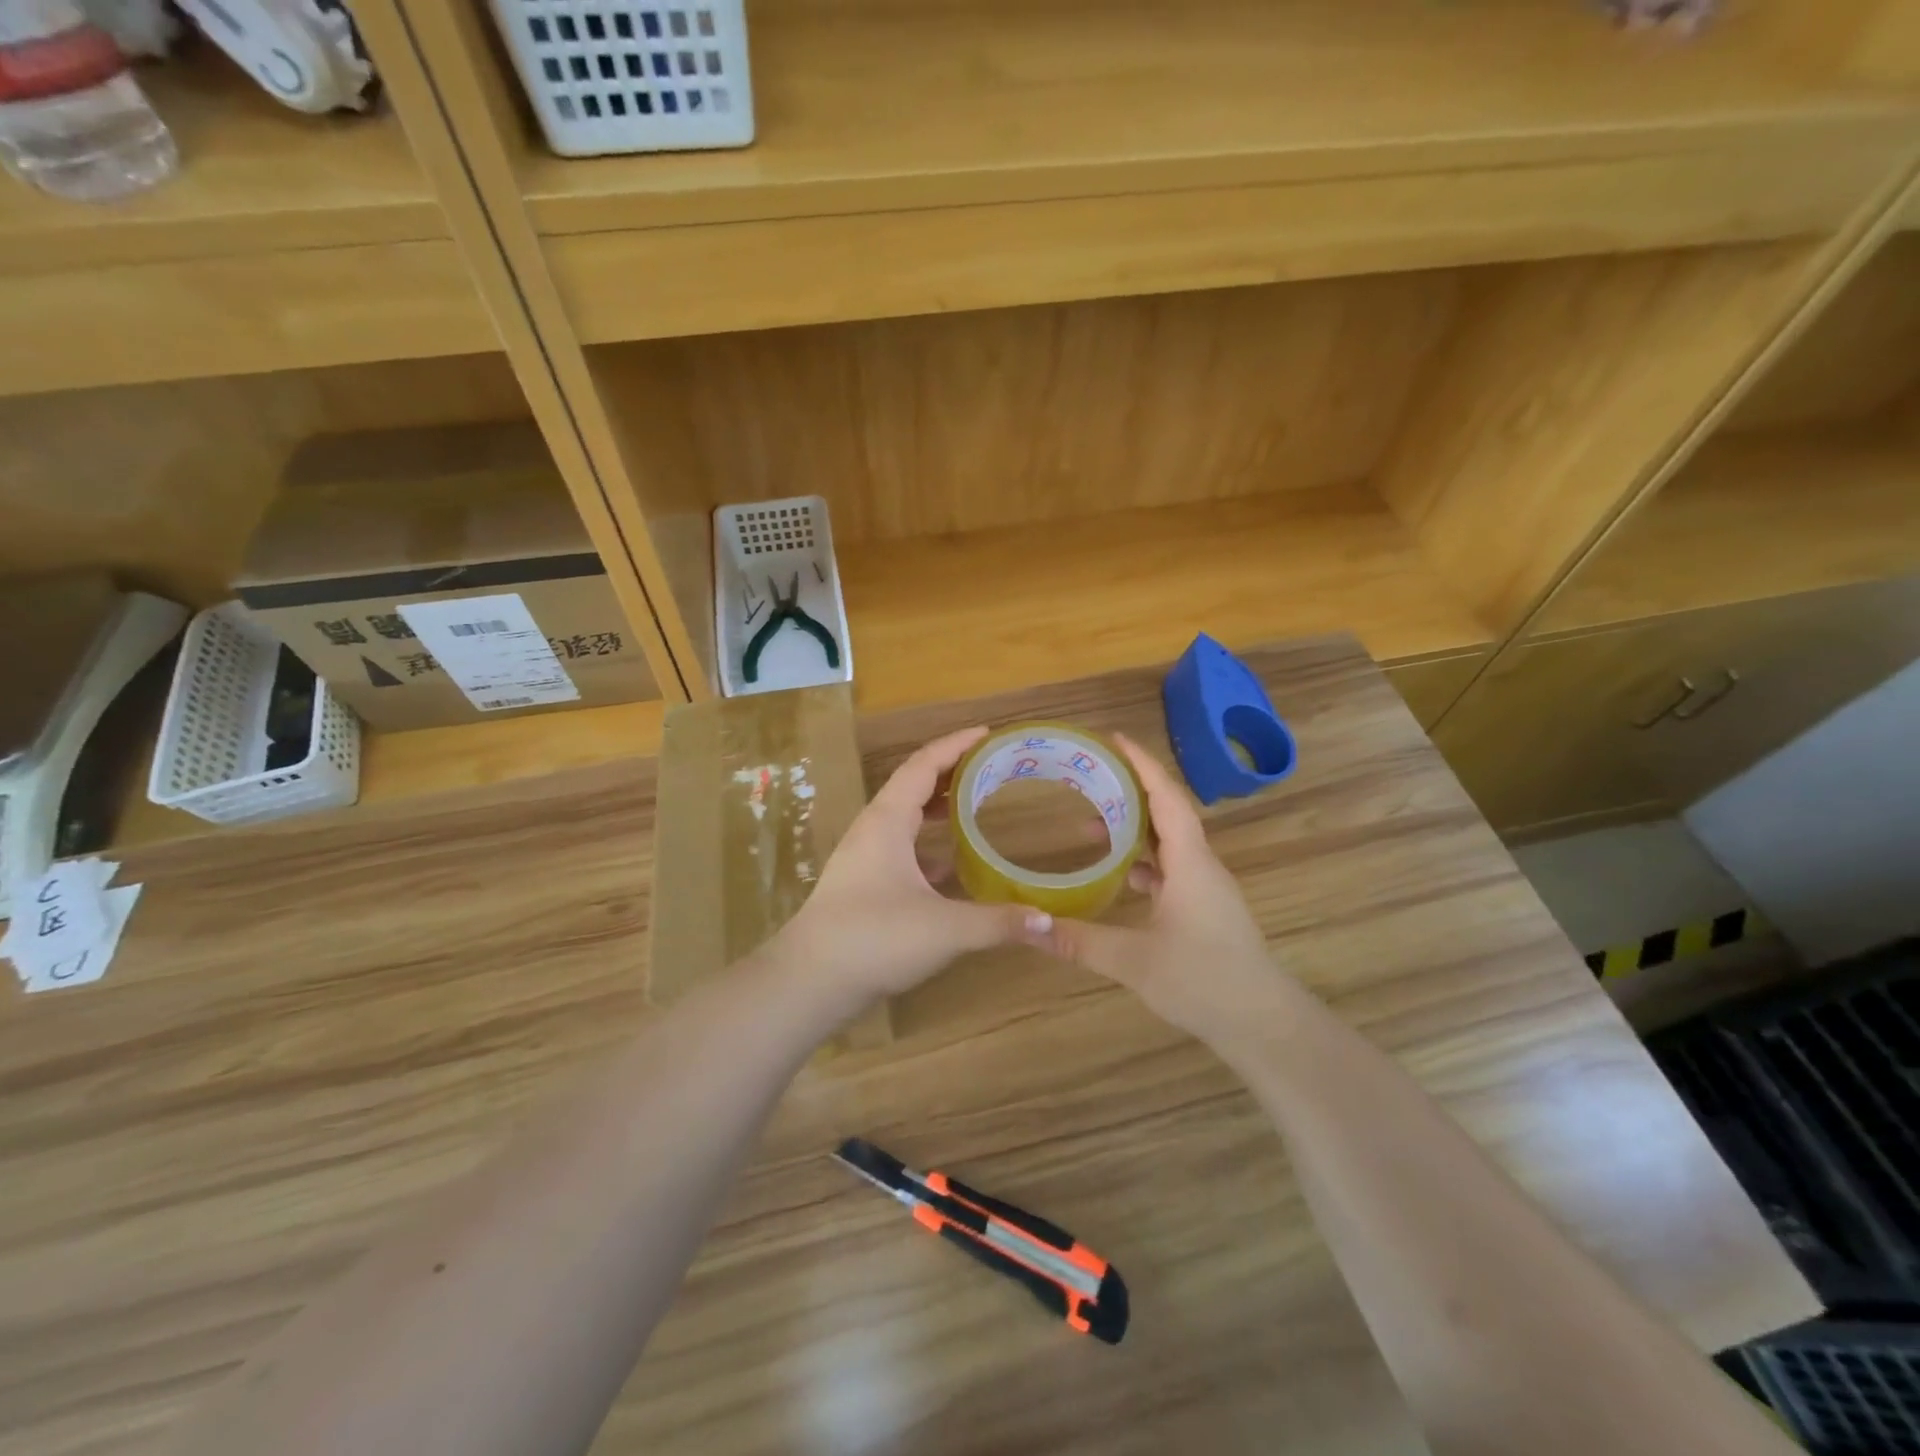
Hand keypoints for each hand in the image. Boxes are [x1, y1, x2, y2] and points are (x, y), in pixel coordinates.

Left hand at [774, 726, 1055, 1011]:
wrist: (809, 981)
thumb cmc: (873, 938)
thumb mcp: (944, 929)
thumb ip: (998, 923)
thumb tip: (1049, 922)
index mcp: (887, 821)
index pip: (924, 765)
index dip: (956, 744)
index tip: (988, 732)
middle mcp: (874, 830)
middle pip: (914, 785)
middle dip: (951, 771)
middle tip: (991, 767)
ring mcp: (865, 857)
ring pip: (905, 818)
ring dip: (938, 807)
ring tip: (976, 804)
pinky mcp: (864, 884)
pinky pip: (902, 848)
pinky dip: (928, 844)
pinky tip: (952, 863)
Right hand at [1047, 734, 1302, 1052]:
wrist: (1263, 1023)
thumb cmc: (1203, 981)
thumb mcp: (1133, 961)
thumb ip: (1080, 941)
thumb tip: (1029, 927)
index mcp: (1190, 862)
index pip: (1166, 797)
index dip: (1141, 764)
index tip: (1114, 739)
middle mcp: (1201, 865)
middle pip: (1166, 813)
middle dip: (1129, 792)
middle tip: (1089, 781)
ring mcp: (1206, 888)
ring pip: (1169, 843)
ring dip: (1134, 829)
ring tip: (1090, 828)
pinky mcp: (1206, 909)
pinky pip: (1172, 868)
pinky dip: (1144, 861)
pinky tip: (1120, 876)